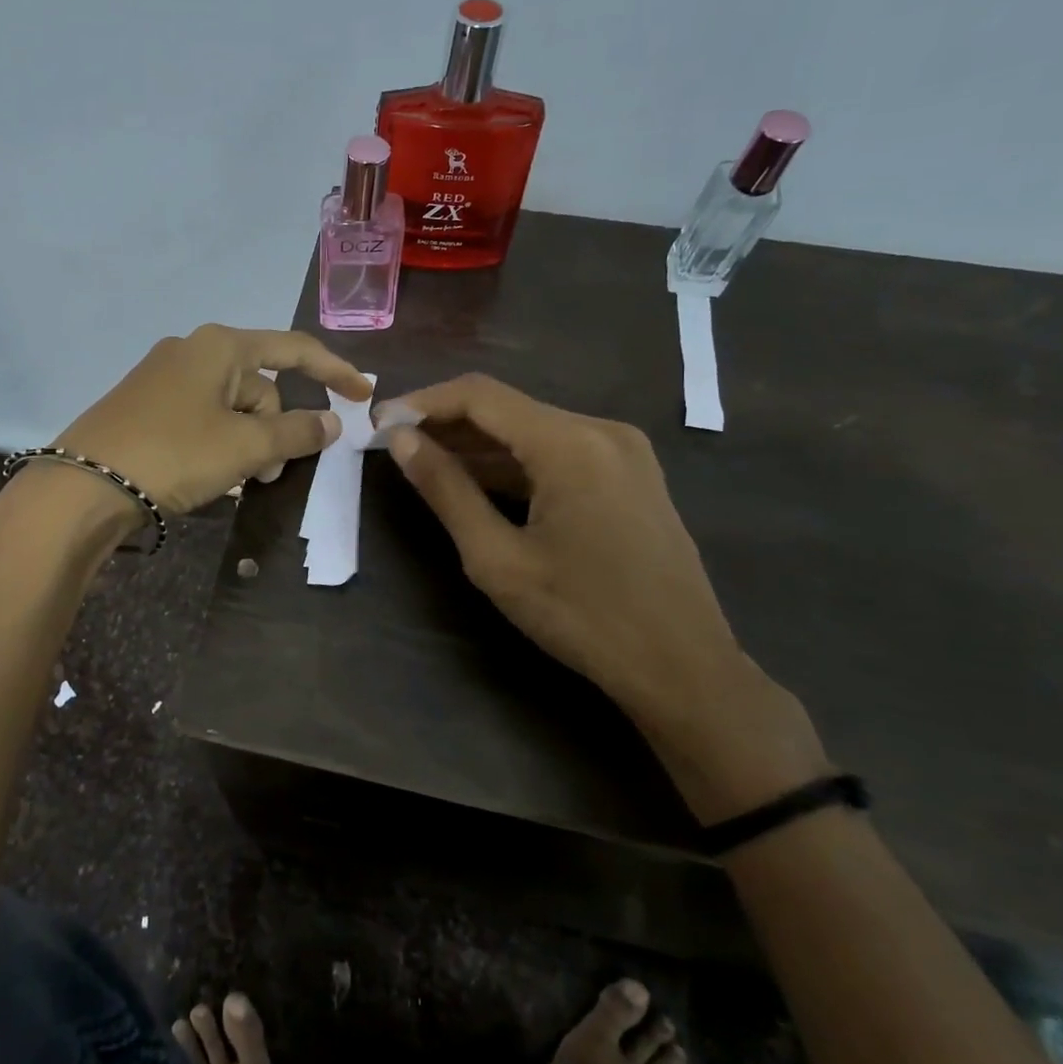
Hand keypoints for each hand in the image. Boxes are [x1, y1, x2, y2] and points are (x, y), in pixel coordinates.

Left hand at [53, 324, 370, 516]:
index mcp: (219, 346)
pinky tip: (209, 474)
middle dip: (275, 428)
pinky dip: (218, 444)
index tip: (363, 396)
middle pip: (260, 386)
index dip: (334, 371)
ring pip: (231, 407)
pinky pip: (202, 418)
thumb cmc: (174, 454)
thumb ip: (296, 432)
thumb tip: (331, 423)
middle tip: (268, 472)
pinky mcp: (145, 406)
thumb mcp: (245, 446)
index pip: (294, 350)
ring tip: (238, 479)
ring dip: (247, 442)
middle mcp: (191, 350)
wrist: (83, 487)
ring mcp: (164, 378)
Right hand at [381, 373, 828, 821]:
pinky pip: (557, 452)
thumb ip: (446, 490)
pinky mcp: (629, 474)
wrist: (683, 668)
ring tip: (423, 462)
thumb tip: (401, 440)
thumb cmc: (583, 617)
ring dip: (477, 444)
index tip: (378, 422)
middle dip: (446, 423)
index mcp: (570, 443)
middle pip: (506, 408)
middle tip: (393, 445)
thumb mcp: (497, 558)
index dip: (422, 402)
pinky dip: (513, 463)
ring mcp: (622, 451)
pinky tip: (476, 481)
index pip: (480, 395)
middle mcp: (601, 430)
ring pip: (531, 429)